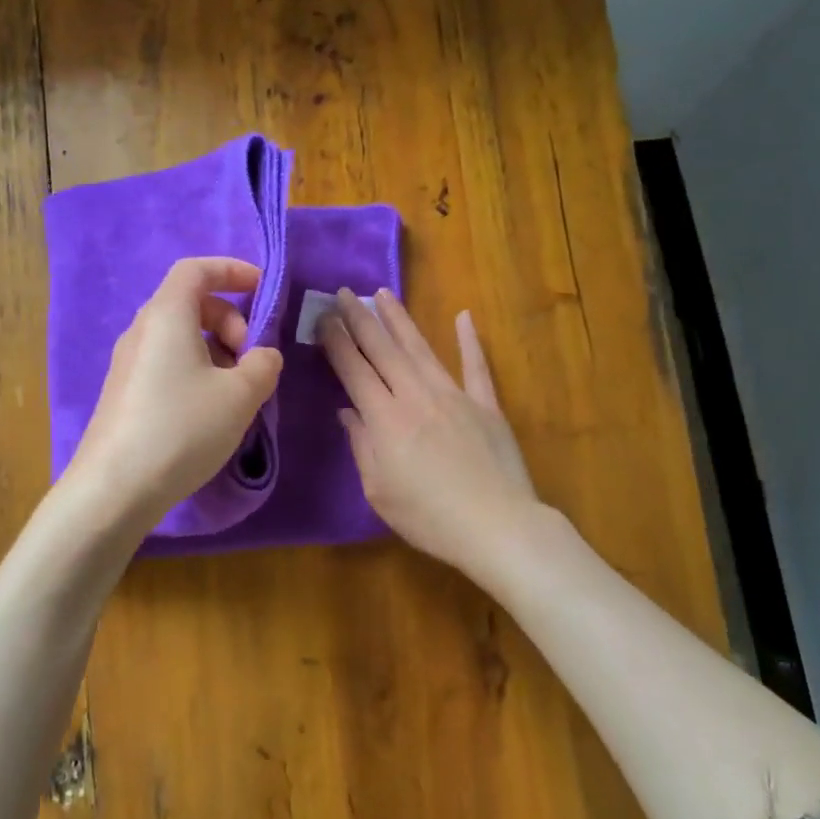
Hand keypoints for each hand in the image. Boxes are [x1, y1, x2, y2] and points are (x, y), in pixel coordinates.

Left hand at [65, 257, 284, 529]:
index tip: (262, 289)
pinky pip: (167, 363)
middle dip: (230, 320)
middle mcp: (142, 331)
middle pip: (190, 303)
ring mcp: (129, 363)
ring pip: (180, 337)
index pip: (196, 269)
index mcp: (167, 316)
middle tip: (251, 357)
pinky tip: (209, 410)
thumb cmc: (182, 428)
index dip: (232, 270)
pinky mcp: (125, 393)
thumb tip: (263, 355)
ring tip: (236, 390)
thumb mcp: (240, 395)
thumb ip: (263, 364)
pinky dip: (196, 370)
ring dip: (216, 349)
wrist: (115, 487)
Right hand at [320, 289, 538, 573]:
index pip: (354, 370)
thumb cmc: (428, 517)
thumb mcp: (378, 490)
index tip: (323, 317)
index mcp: (385, 418)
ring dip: (400, 320)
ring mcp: (455, 395)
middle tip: (344, 292)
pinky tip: (464, 316)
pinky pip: (476, 366)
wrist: (496, 526)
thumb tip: (347, 411)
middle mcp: (416, 396)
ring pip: (421, 348)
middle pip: (383, 350)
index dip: (336, 341)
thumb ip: (362, 445)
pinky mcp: (486, 405)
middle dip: (360, 319)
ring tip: (383, 293)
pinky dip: (469, 340)